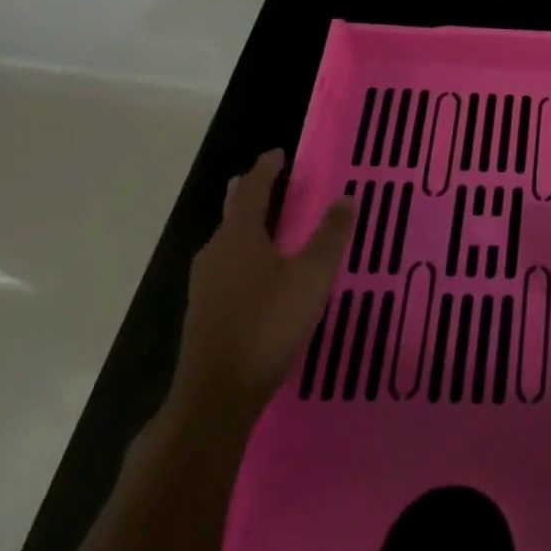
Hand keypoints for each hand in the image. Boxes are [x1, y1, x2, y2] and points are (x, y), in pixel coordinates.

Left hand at [169, 150, 352, 430]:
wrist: (215, 397)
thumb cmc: (267, 326)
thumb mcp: (312, 277)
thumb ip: (330, 235)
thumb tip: (346, 197)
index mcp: (239, 236)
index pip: (251, 189)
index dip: (266, 169)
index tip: (278, 154)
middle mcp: (216, 252)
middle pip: (233, 211)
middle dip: (251, 192)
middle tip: (271, 179)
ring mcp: (205, 284)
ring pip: (228, 240)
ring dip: (249, 224)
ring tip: (271, 221)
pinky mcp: (204, 311)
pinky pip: (227, 264)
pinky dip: (245, 251)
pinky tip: (259, 270)